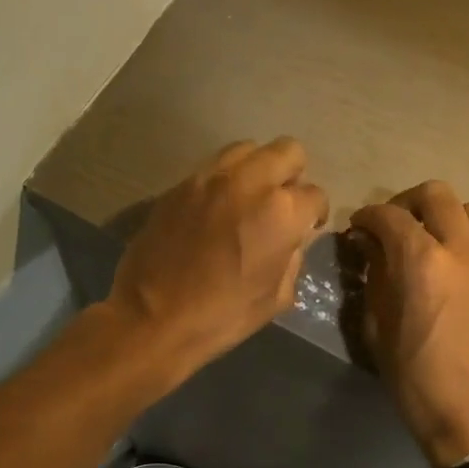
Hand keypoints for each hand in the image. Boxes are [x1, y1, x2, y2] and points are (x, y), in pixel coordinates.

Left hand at [104, 138, 329, 381]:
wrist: (153, 318)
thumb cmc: (222, 317)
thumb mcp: (276, 298)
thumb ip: (293, 258)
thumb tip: (292, 239)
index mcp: (281, 212)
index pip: (315, 195)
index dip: (314, 214)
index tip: (306, 227)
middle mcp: (250, 182)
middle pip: (288, 151)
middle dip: (292, 175)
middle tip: (281, 204)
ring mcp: (210, 178)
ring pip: (248, 149)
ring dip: (257, 169)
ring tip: (248, 199)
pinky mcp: (180, 184)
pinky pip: (213, 167)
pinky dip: (224, 180)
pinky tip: (216, 209)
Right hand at [351, 182, 468, 467]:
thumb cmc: (417, 381)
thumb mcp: (378, 330)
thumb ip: (375, 279)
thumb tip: (371, 248)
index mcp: (422, 262)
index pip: (389, 216)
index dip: (367, 216)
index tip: (359, 228)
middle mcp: (465, 249)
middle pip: (437, 195)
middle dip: (407, 203)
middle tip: (396, 226)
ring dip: (449, 215)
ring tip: (437, 239)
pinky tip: (463, 269)